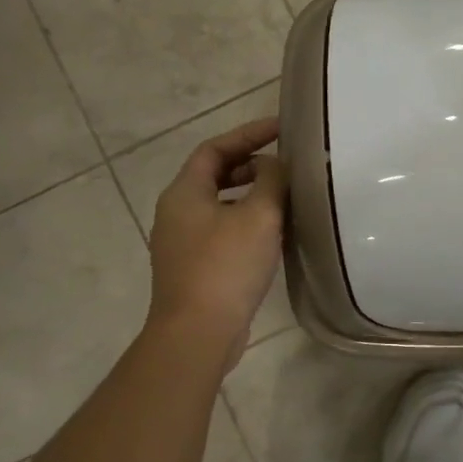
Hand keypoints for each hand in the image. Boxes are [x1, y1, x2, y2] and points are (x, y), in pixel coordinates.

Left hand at [145, 116, 286, 367]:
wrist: (197, 333)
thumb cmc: (226, 266)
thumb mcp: (259, 215)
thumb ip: (271, 180)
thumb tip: (275, 164)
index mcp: (184, 192)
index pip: (215, 148)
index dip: (248, 133)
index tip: (281, 127)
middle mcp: (176, 212)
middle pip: (214, 174)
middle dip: (250, 163)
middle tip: (286, 163)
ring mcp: (182, 242)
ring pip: (219, 204)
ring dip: (251, 194)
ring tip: (285, 195)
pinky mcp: (194, 268)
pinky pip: (222, 230)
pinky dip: (246, 220)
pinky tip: (273, 234)